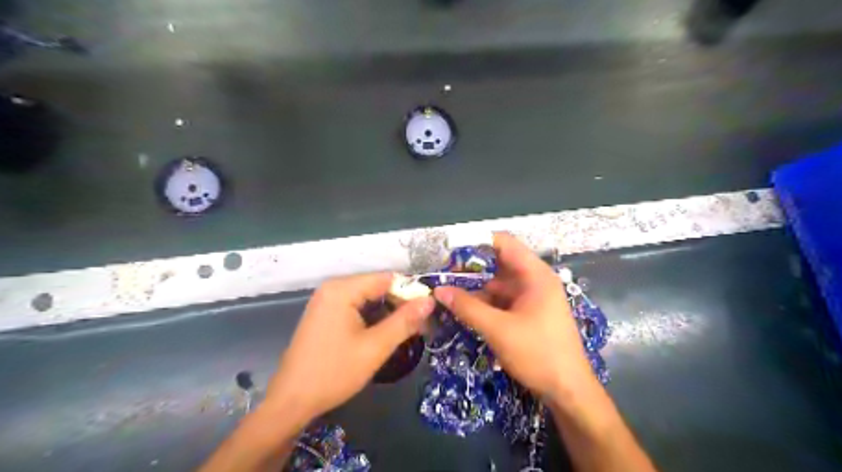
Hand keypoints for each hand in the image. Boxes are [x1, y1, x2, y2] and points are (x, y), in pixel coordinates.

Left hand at [265, 270, 433, 421]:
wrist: (291, 401)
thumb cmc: (334, 372)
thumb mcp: (375, 347)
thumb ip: (404, 321)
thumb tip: (430, 300)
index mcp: (342, 289)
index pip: (386, 278)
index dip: (410, 292)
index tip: (428, 310)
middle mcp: (333, 288)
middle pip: (376, 286)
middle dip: (399, 303)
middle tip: (421, 324)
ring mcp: (326, 301)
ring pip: (367, 298)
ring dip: (388, 312)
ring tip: (408, 330)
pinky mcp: (325, 314)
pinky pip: (356, 307)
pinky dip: (372, 317)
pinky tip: (384, 332)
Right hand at [433, 234, 598, 398]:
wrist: (568, 391)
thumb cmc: (538, 354)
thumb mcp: (498, 329)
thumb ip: (467, 307)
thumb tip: (438, 290)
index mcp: (535, 275)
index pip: (504, 243)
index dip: (477, 242)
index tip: (451, 251)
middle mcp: (534, 280)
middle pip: (499, 263)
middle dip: (471, 268)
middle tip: (444, 275)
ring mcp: (531, 297)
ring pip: (498, 283)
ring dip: (475, 287)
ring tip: (448, 292)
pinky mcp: (527, 313)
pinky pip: (502, 300)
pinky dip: (484, 302)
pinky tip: (464, 309)